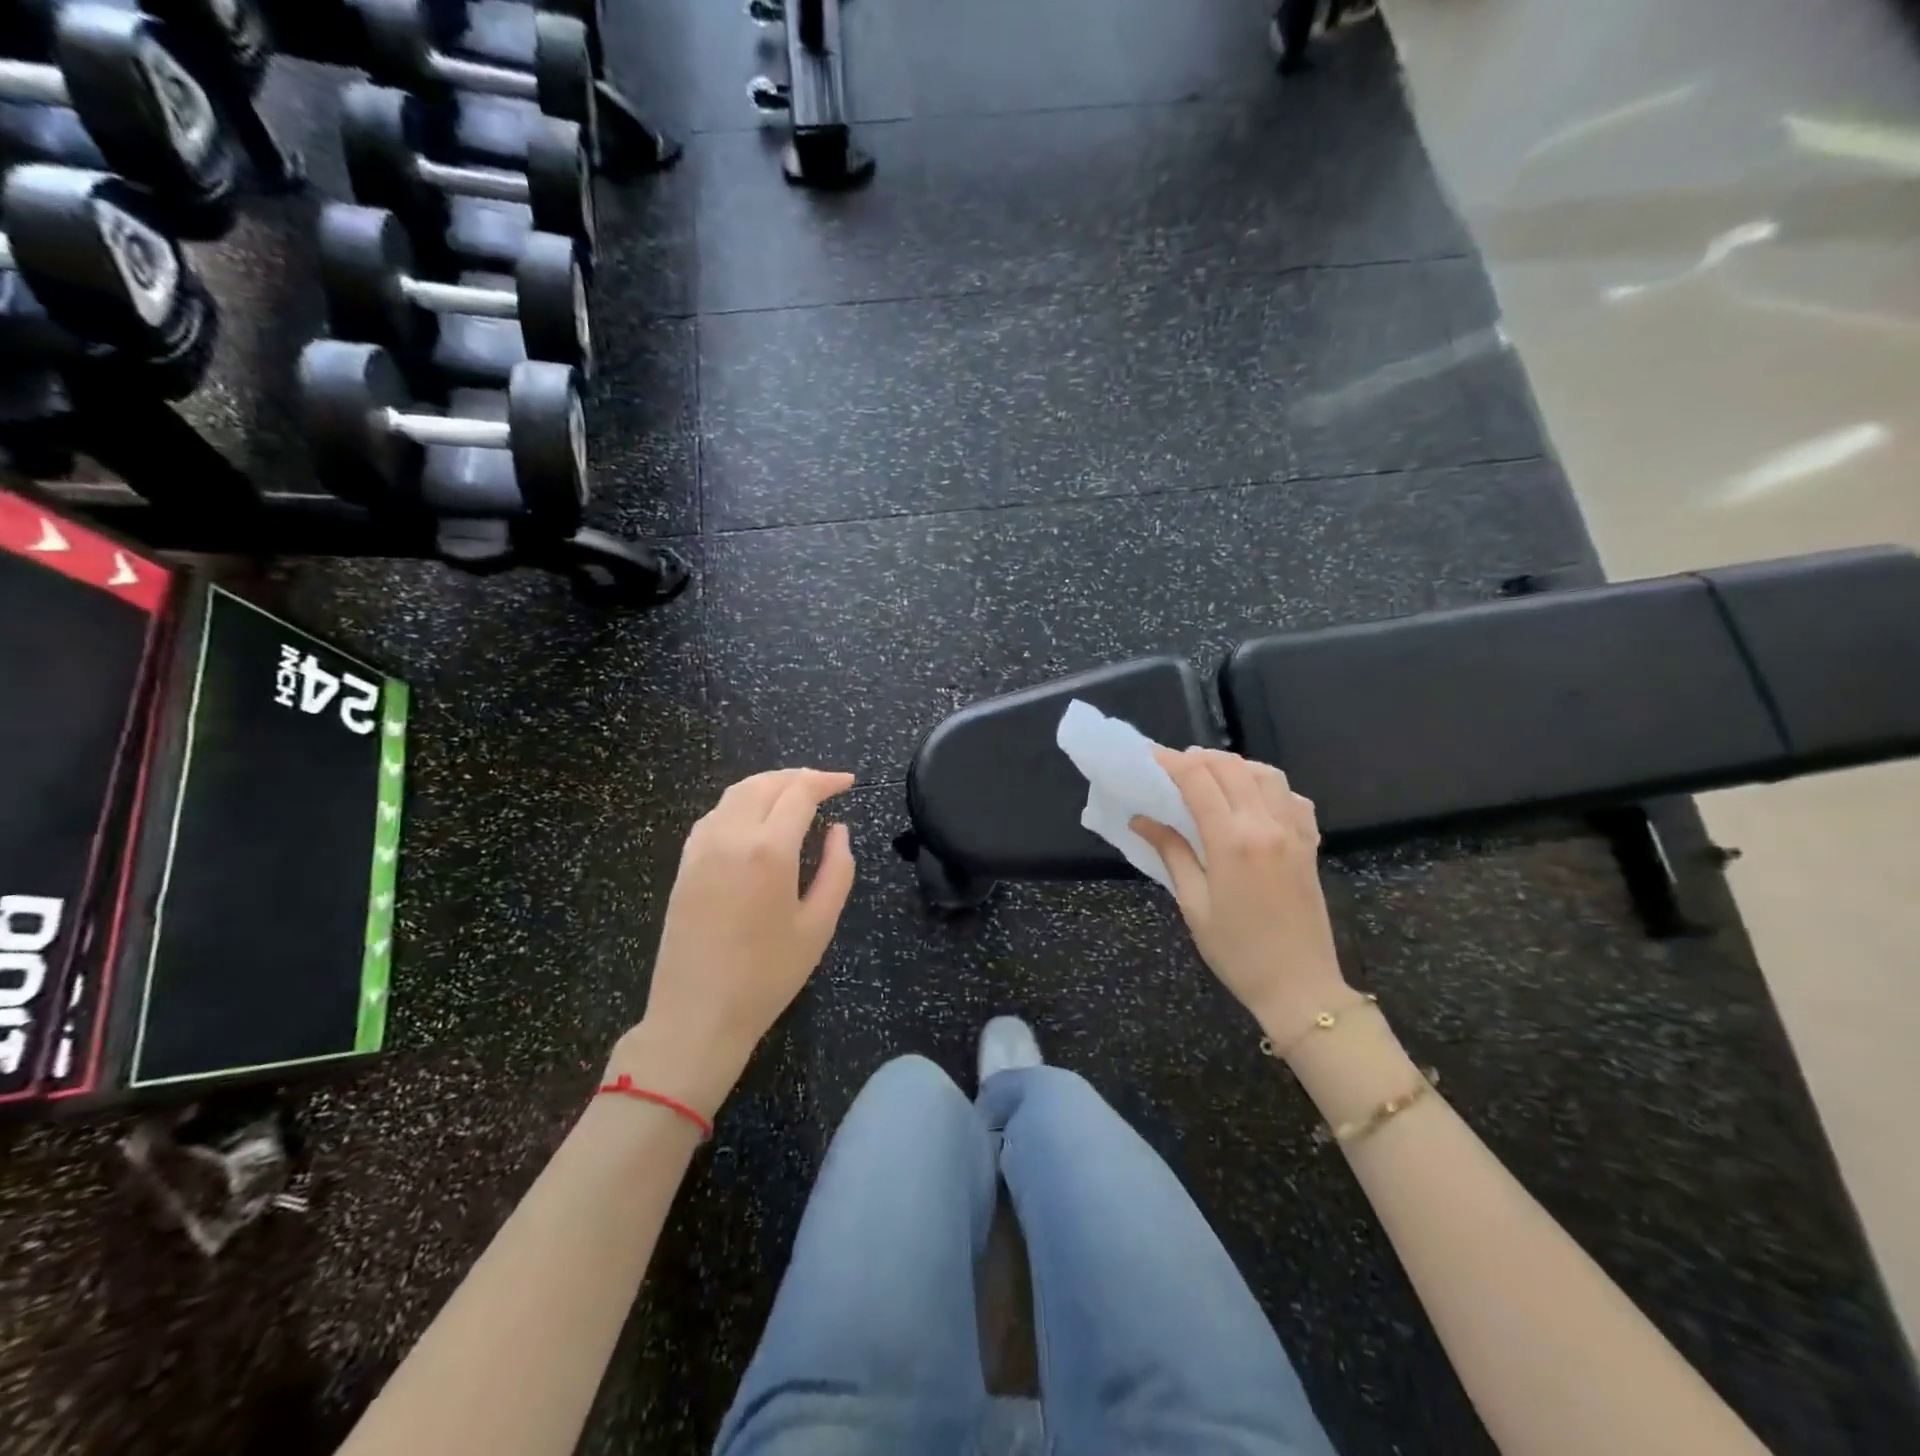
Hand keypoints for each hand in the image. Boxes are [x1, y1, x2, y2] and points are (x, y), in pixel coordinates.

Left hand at [609, 768, 856, 1115]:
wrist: (696, 1016)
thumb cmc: (767, 976)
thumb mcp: (819, 926)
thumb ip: (837, 869)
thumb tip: (838, 830)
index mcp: (768, 850)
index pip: (800, 792)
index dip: (827, 781)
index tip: (849, 783)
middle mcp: (731, 836)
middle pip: (766, 783)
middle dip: (799, 777)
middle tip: (826, 786)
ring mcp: (701, 848)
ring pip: (736, 793)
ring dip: (769, 784)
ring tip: (794, 796)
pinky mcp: (685, 863)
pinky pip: (715, 814)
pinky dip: (741, 802)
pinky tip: (756, 819)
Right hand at [1131, 748, 1346, 1043]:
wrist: (1300, 987)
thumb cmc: (1237, 951)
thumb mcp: (1193, 904)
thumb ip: (1172, 853)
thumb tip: (1141, 819)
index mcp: (1232, 841)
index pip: (1198, 780)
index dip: (1172, 762)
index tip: (1150, 758)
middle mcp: (1266, 825)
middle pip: (1232, 767)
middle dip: (1199, 758)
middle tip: (1174, 766)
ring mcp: (1294, 832)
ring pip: (1266, 774)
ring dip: (1235, 765)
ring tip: (1210, 775)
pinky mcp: (1310, 844)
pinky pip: (1292, 797)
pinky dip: (1269, 786)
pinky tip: (1253, 798)